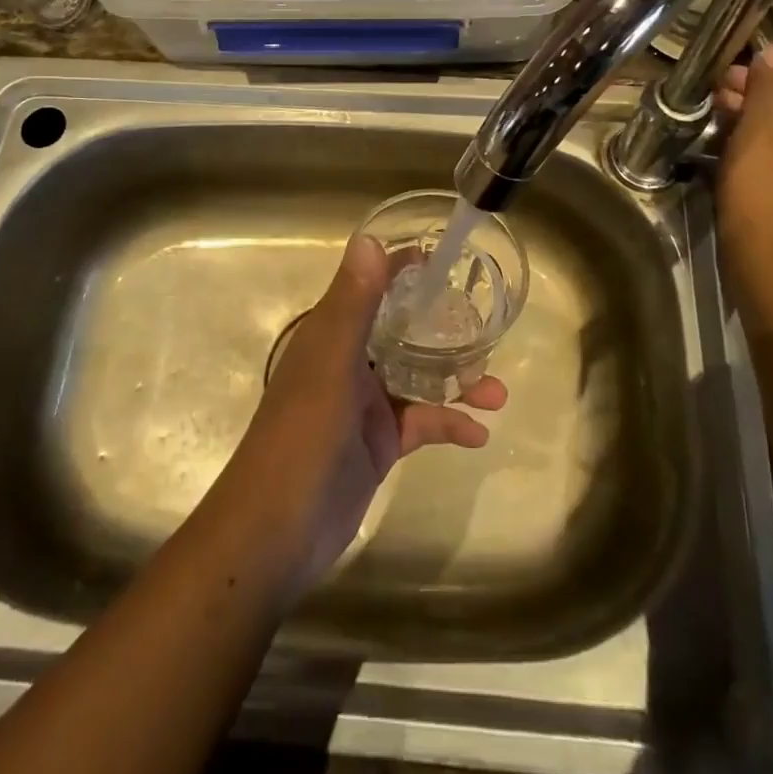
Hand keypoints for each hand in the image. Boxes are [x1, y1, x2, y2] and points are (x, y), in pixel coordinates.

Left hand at [215, 235, 506, 597]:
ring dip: (456, 382)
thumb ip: (352, 304)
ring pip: (418, 379)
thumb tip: (370, 239)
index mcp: (331, 335)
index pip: (370, 288)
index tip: (443, 258)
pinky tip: (478, 434)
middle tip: (487, 326)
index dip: (401, 270)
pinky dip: (448, 425)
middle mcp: (348, 362)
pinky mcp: (377, 445)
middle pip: (402, 332)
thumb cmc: (301, 439)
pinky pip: (420, 423)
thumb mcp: (330, 365)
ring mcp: (363, 406)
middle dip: (443, 329)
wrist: (275, 535)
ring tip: (498, 392)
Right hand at [715, 43, 772, 263]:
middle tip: (718, 94)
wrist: (770, 248)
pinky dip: (760, 141)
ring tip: (718, 118)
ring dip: (755, 116)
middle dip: (758, 91)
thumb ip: (767, 85)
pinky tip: (730, 146)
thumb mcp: (758, 126)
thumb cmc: (763, 180)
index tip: (737, 72)